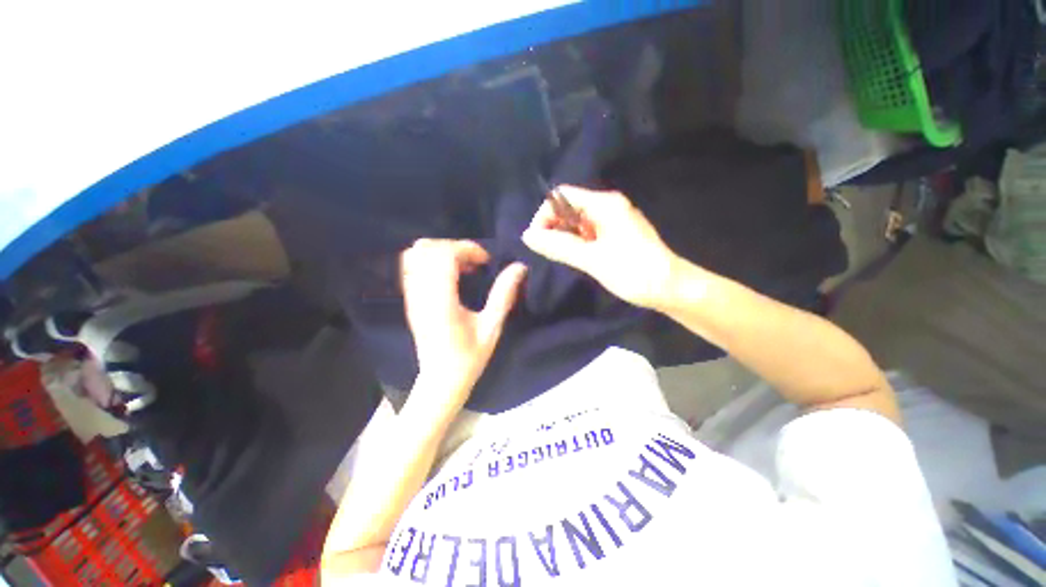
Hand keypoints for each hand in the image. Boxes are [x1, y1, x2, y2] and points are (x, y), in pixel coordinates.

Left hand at [401, 239, 526, 408]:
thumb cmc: (469, 358)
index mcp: (442, 302)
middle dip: (455, 247)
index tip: (485, 261)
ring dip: (441, 252)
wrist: (440, 381)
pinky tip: (449, 274)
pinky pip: (412, 267)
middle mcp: (421, 295)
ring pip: (415, 255)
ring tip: (462, 265)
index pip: (444, 256)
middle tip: (475, 262)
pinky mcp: (410, 300)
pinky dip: (431, 261)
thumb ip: (504, 295)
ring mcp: (412, 297)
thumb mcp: (491, 327)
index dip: (466, 248)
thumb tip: (519, 267)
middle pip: (427, 249)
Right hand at [522, 186, 679, 308]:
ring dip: (565, 237)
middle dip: (554, 227)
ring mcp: (613, 220)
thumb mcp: (592, 259)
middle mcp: (608, 206)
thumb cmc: (633, 271)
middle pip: (569, 207)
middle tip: (549, 252)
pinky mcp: (616, 234)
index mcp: (604, 204)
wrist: (670, 288)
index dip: (545, 214)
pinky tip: (577, 258)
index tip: (538, 240)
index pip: (562, 196)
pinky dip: (577, 243)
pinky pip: (588, 232)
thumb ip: (559, 246)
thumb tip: (527, 236)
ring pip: (578, 222)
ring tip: (562, 257)